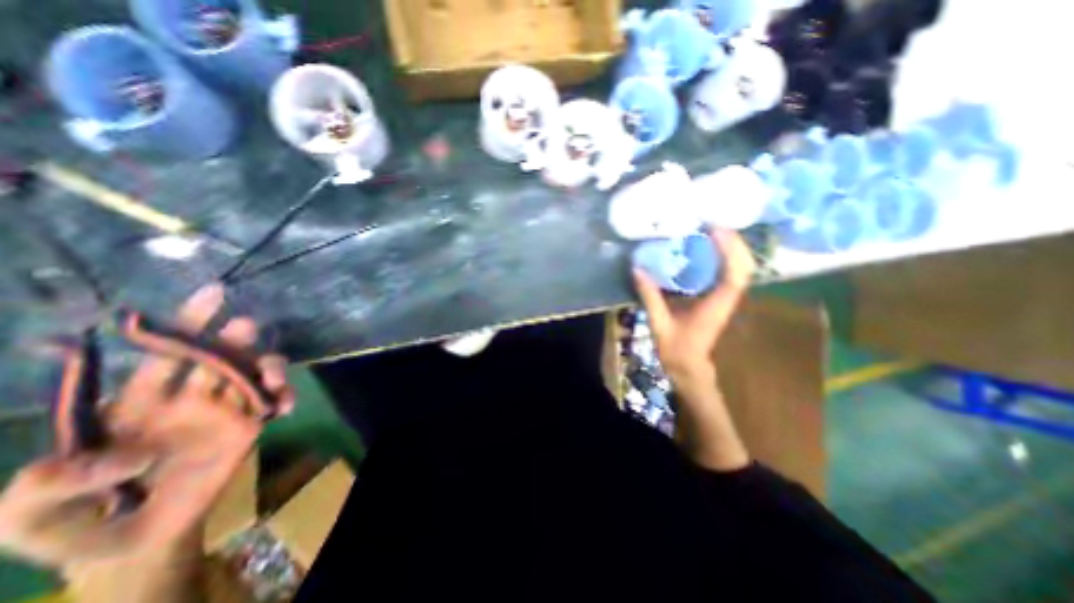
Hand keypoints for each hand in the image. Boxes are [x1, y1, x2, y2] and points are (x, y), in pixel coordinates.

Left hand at [0, 286, 291, 567]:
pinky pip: (274, 402)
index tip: (212, 293)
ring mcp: (226, 410)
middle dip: (234, 339)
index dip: (187, 323)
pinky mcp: (252, 426)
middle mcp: (191, 397)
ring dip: (269, 368)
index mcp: (141, 402)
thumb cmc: (76, 523)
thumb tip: (127, 453)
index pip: (167, 355)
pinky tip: (285, 407)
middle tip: (245, 326)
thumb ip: (45, 485)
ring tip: (272, 380)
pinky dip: (284, 397)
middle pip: (220, 357)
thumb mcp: (26, 516)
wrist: (135, 540)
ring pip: (255, 374)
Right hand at [635, 227, 753, 394]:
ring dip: (731, 247)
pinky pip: (730, 271)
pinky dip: (725, 256)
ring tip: (711, 230)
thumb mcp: (659, 323)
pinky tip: (708, 248)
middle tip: (712, 223)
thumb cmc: (676, 348)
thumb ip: (649, 296)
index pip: (734, 275)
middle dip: (734, 242)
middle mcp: (727, 299)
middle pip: (745, 266)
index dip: (729, 250)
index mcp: (716, 306)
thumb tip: (637, 269)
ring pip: (741, 267)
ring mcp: (726, 298)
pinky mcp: (720, 297)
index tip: (714, 230)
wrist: (689, 365)